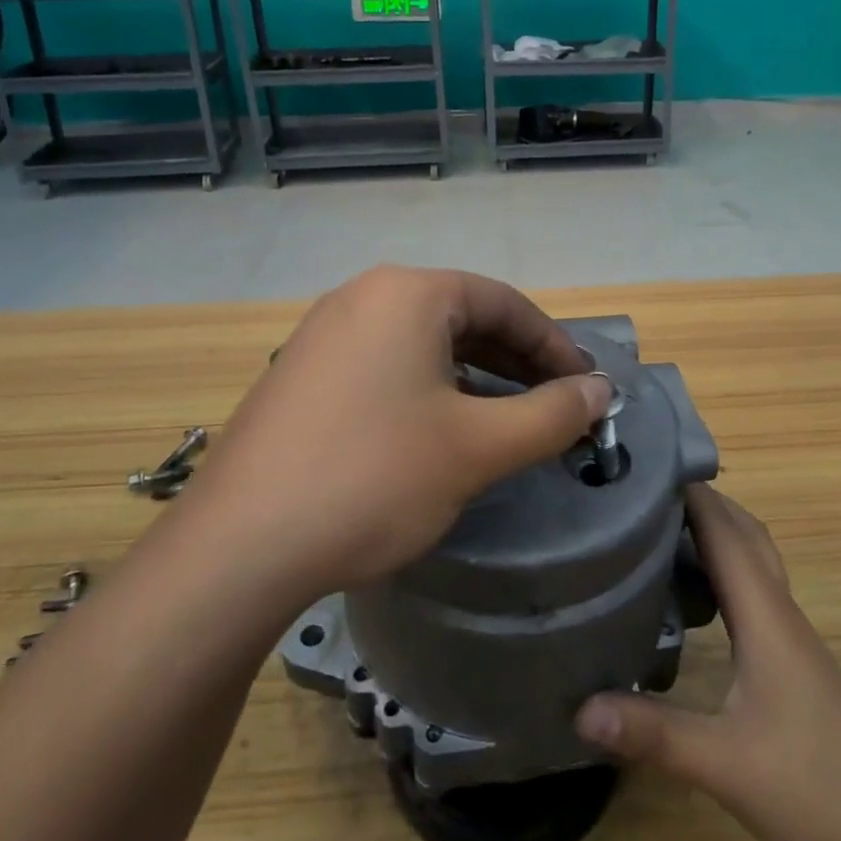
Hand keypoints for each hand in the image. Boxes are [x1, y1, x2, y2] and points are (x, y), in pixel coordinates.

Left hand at [184, 266, 611, 599]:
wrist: (239, 547)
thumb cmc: (373, 478)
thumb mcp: (477, 448)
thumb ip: (550, 414)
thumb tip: (601, 390)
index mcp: (407, 293)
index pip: (503, 303)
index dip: (554, 345)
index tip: (587, 387)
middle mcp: (363, 296)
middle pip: (462, 317)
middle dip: (516, 361)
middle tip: (556, 404)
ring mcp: (324, 333)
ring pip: (423, 343)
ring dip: (475, 376)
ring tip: (509, 418)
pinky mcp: (302, 373)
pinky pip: (385, 364)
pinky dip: (428, 388)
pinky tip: (441, 430)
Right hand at [574, 486, 840, 840]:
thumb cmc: (813, 787)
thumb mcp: (724, 763)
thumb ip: (652, 733)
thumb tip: (578, 708)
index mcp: (765, 614)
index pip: (724, 532)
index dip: (688, 492)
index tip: (642, 466)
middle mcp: (779, 611)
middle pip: (743, 533)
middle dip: (700, 501)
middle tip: (644, 492)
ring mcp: (790, 635)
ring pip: (752, 559)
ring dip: (715, 531)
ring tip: (660, 529)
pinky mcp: (791, 659)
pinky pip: (754, 589)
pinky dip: (724, 568)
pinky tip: (696, 595)